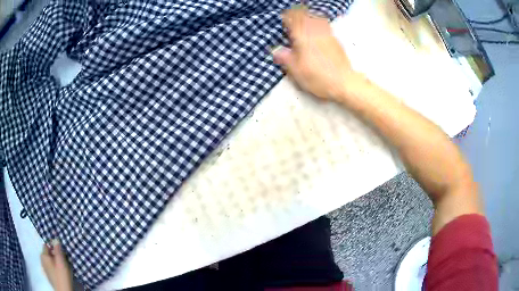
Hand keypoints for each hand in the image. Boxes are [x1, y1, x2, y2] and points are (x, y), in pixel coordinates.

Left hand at [41, 240, 72, 290]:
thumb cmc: (61, 276)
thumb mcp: (61, 262)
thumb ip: (58, 250)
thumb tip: (56, 239)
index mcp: (43, 255)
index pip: (46, 245)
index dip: (53, 247)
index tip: (61, 253)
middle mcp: (42, 260)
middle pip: (48, 254)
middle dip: (54, 256)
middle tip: (63, 261)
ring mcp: (45, 269)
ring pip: (49, 262)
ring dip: (55, 263)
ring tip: (62, 269)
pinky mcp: (49, 276)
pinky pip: (51, 268)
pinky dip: (54, 269)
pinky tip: (60, 275)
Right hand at [272, 6, 360, 100]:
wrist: (343, 82)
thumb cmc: (317, 76)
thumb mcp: (295, 70)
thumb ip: (284, 57)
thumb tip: (276, 51)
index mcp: (302, 35)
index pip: (292, 18)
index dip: (286, 17)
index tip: (283, 21)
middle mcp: (314, 30)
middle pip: (304, 14)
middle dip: (297, 15)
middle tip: (292, 20)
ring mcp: (327, 33)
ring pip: (316, 17)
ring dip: (308, 17)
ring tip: (304, 23)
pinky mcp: (335, 40)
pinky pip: (325, 25)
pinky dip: (318, 23)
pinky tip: (316, 31)